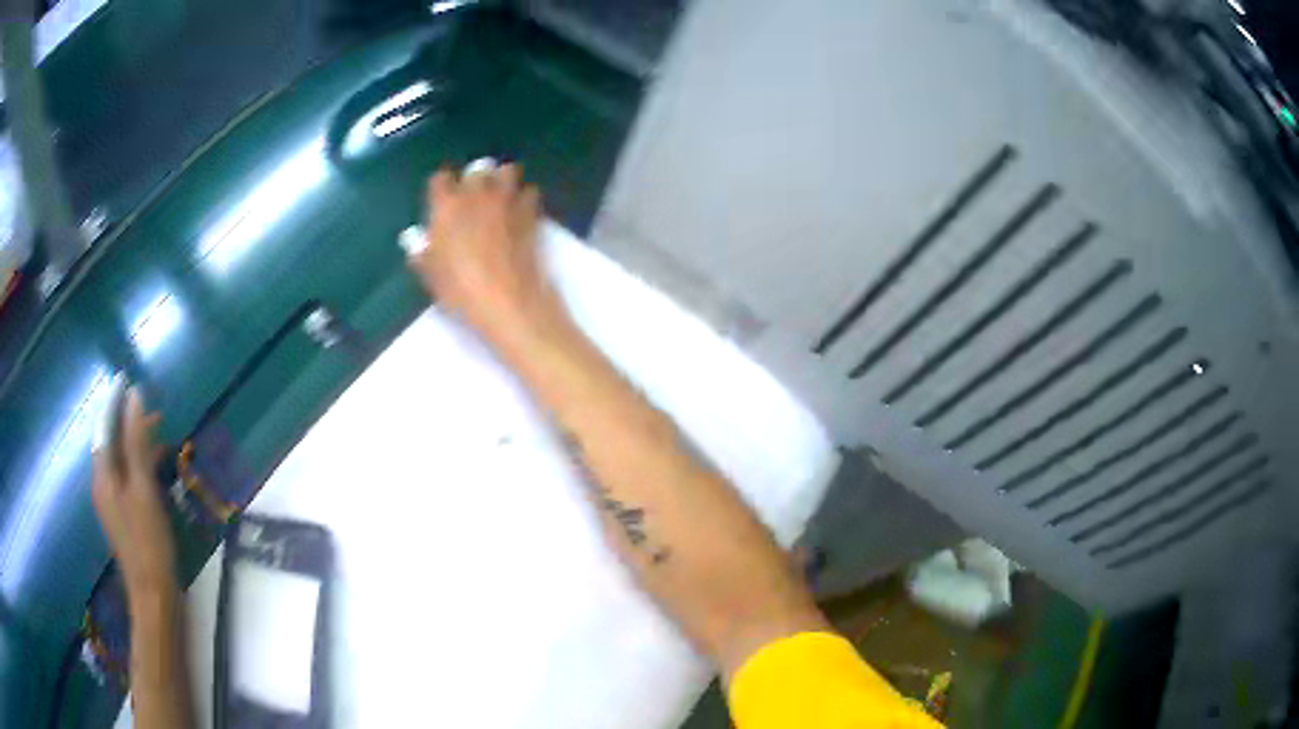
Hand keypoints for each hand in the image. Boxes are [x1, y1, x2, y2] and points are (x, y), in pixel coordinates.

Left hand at [92, 388, 176, 603]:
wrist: (154, 597)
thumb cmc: (148, 542)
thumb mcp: (143, 489)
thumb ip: (136, 443)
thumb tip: (134, 397)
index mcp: (103, 476)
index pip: (105, 427)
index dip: (114, 402)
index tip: (125, 378)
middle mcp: (103, 485)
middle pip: (111, 444)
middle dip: (127, 423)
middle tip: (153, 412)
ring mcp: (112, 504)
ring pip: (120, 463)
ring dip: (135, 446)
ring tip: (159, 438)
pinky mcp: (124, 518)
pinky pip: (127, 480)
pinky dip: (139, 467)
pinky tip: (156, 472)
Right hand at [407, 164, 569, 347]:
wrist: (507, 300)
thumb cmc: (460, 290)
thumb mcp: (431, 275)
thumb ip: (422, 252)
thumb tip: (414, 240)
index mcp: (447, 206)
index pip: (440, 179)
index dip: (441, 187)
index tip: (442, 200)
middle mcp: (476, 194)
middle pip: (476, 169)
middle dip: (474, 179)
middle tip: (473, 197)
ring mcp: (506, 200)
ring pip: (507, 171)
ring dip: (502, 179)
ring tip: (500, 196)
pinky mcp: (530, 212)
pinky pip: (529, 191)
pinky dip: (524, 197)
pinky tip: (521, 211)